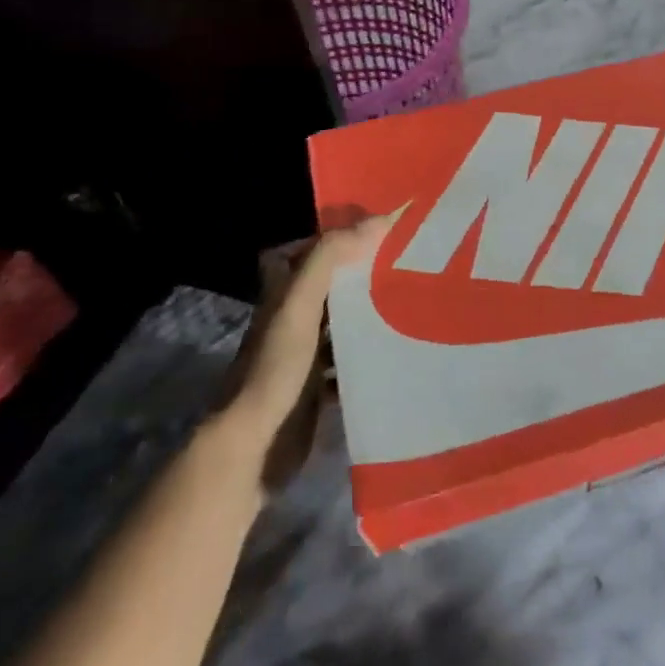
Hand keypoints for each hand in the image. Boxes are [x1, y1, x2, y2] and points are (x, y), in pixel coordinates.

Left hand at [220, 220, 382, 494]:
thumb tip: (377, 220)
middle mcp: (287, 322)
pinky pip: (345, 365)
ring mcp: (300, 358)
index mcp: (279, 296)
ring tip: (408, 303)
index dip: (326, 240)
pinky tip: (395, 354)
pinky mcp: (314, 390)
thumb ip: (330, 259)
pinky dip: (365, 359)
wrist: (256, 445)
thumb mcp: (300, 304)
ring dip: (365, 317)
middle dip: (357, 277)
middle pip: (324, 288)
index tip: (368, 233)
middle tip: (401, 266)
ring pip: (337, 326)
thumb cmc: (275, 367)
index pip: (297, 253)